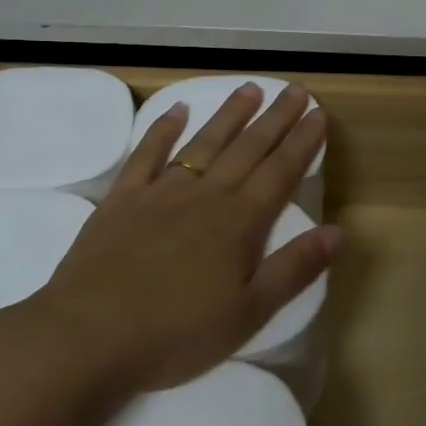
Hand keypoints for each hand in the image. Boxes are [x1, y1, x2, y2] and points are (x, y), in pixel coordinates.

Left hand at [29, 83, 340, 390]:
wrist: (87, 336)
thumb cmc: (176, 333)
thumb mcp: (248, 313)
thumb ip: (294, 268)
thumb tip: (338, 231)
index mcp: (239, 222)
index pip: (281, 171)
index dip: (302, 142)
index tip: (318, 113)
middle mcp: (206, 195)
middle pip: (248, 148)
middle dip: (275, 118)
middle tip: (294, 89)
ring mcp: (161, 192)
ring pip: (204, 142)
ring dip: (229, 114)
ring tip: (250, 89)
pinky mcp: (122, 199)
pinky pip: (146, 154)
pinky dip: (162, 130)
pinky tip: (176, 110)